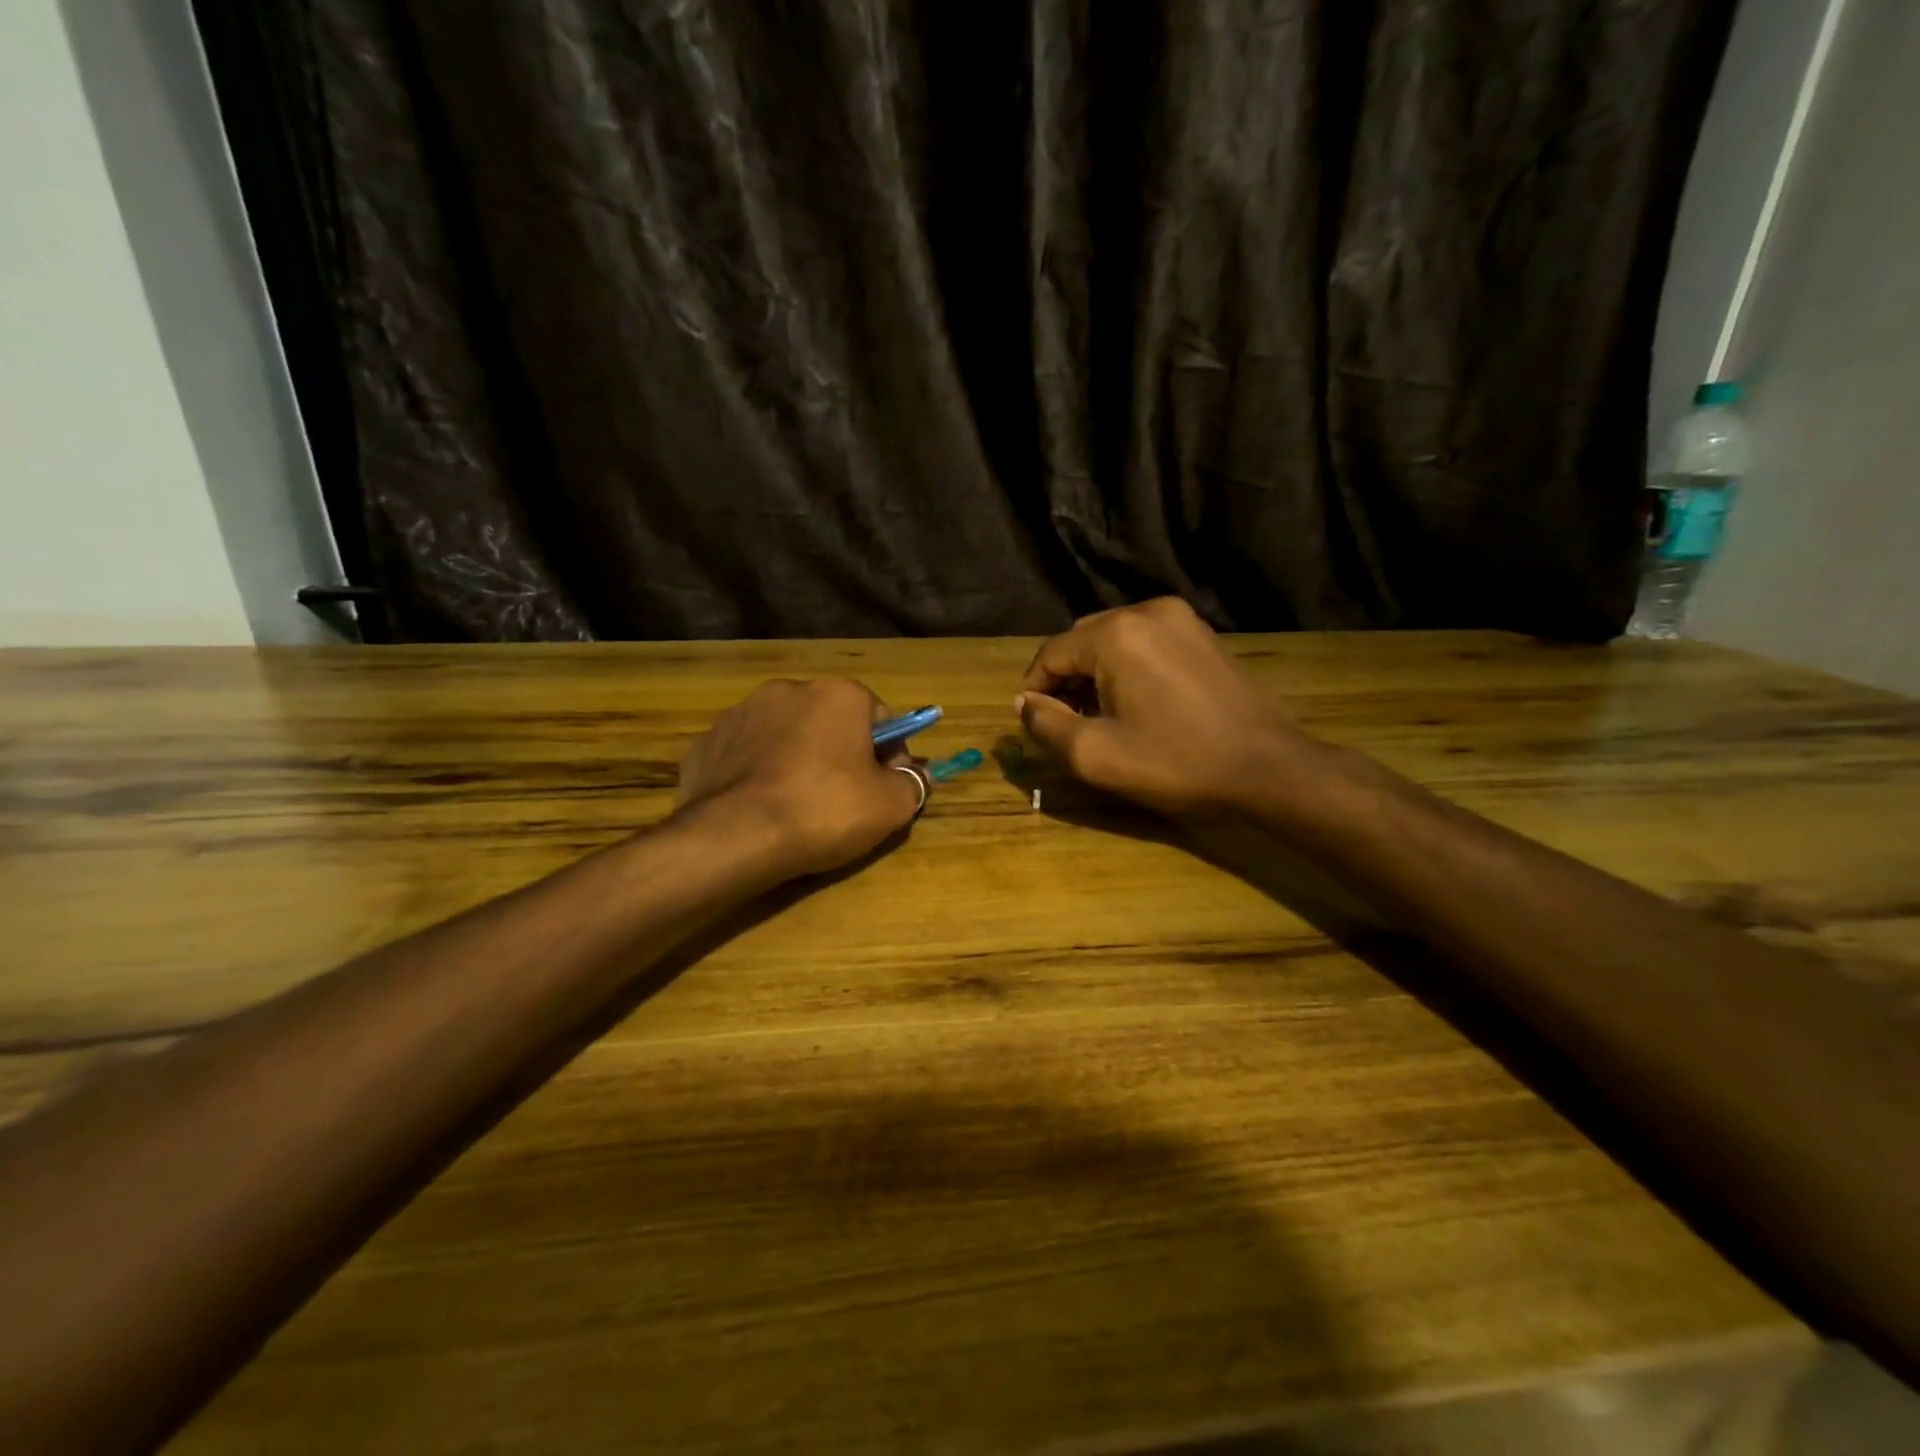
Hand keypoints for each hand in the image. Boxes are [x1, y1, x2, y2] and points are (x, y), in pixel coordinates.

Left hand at [675, 677, 927, 877]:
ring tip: (798, 805)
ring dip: (797, 759)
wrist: (734, 837)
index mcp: (837, 694)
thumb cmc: (825, 810)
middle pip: (830, 722)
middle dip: (841, 753)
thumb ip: (912, 784)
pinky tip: (760, 808)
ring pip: (785, 736)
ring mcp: (740, 714)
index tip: (888, 787)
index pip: (881, 718)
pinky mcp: (706, 744)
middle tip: (844, 798)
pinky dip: (757, 774)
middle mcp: (788, 690)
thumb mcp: (890, 806)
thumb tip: (917, 776)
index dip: (891, 754)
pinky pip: (745, 756)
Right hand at [1016, 598, 1323, 813]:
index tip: (1035, 724)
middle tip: (1067, 724)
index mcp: (1115, 634)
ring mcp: (1181, 619)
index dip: (1035, 690)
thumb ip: (1046, 725)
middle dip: (1066, 681)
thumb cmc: (1176, 762)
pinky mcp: (1203, 635)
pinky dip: (1128, 668)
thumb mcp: (1095, 755)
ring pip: (1113, 641)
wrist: (1267, 767)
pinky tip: (1137, 704)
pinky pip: (1146, 643)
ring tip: (1101, 718)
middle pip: (1082, 642)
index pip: (1051, 653)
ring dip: (1096, 675)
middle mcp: (1146, 611)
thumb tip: (1023, 703)